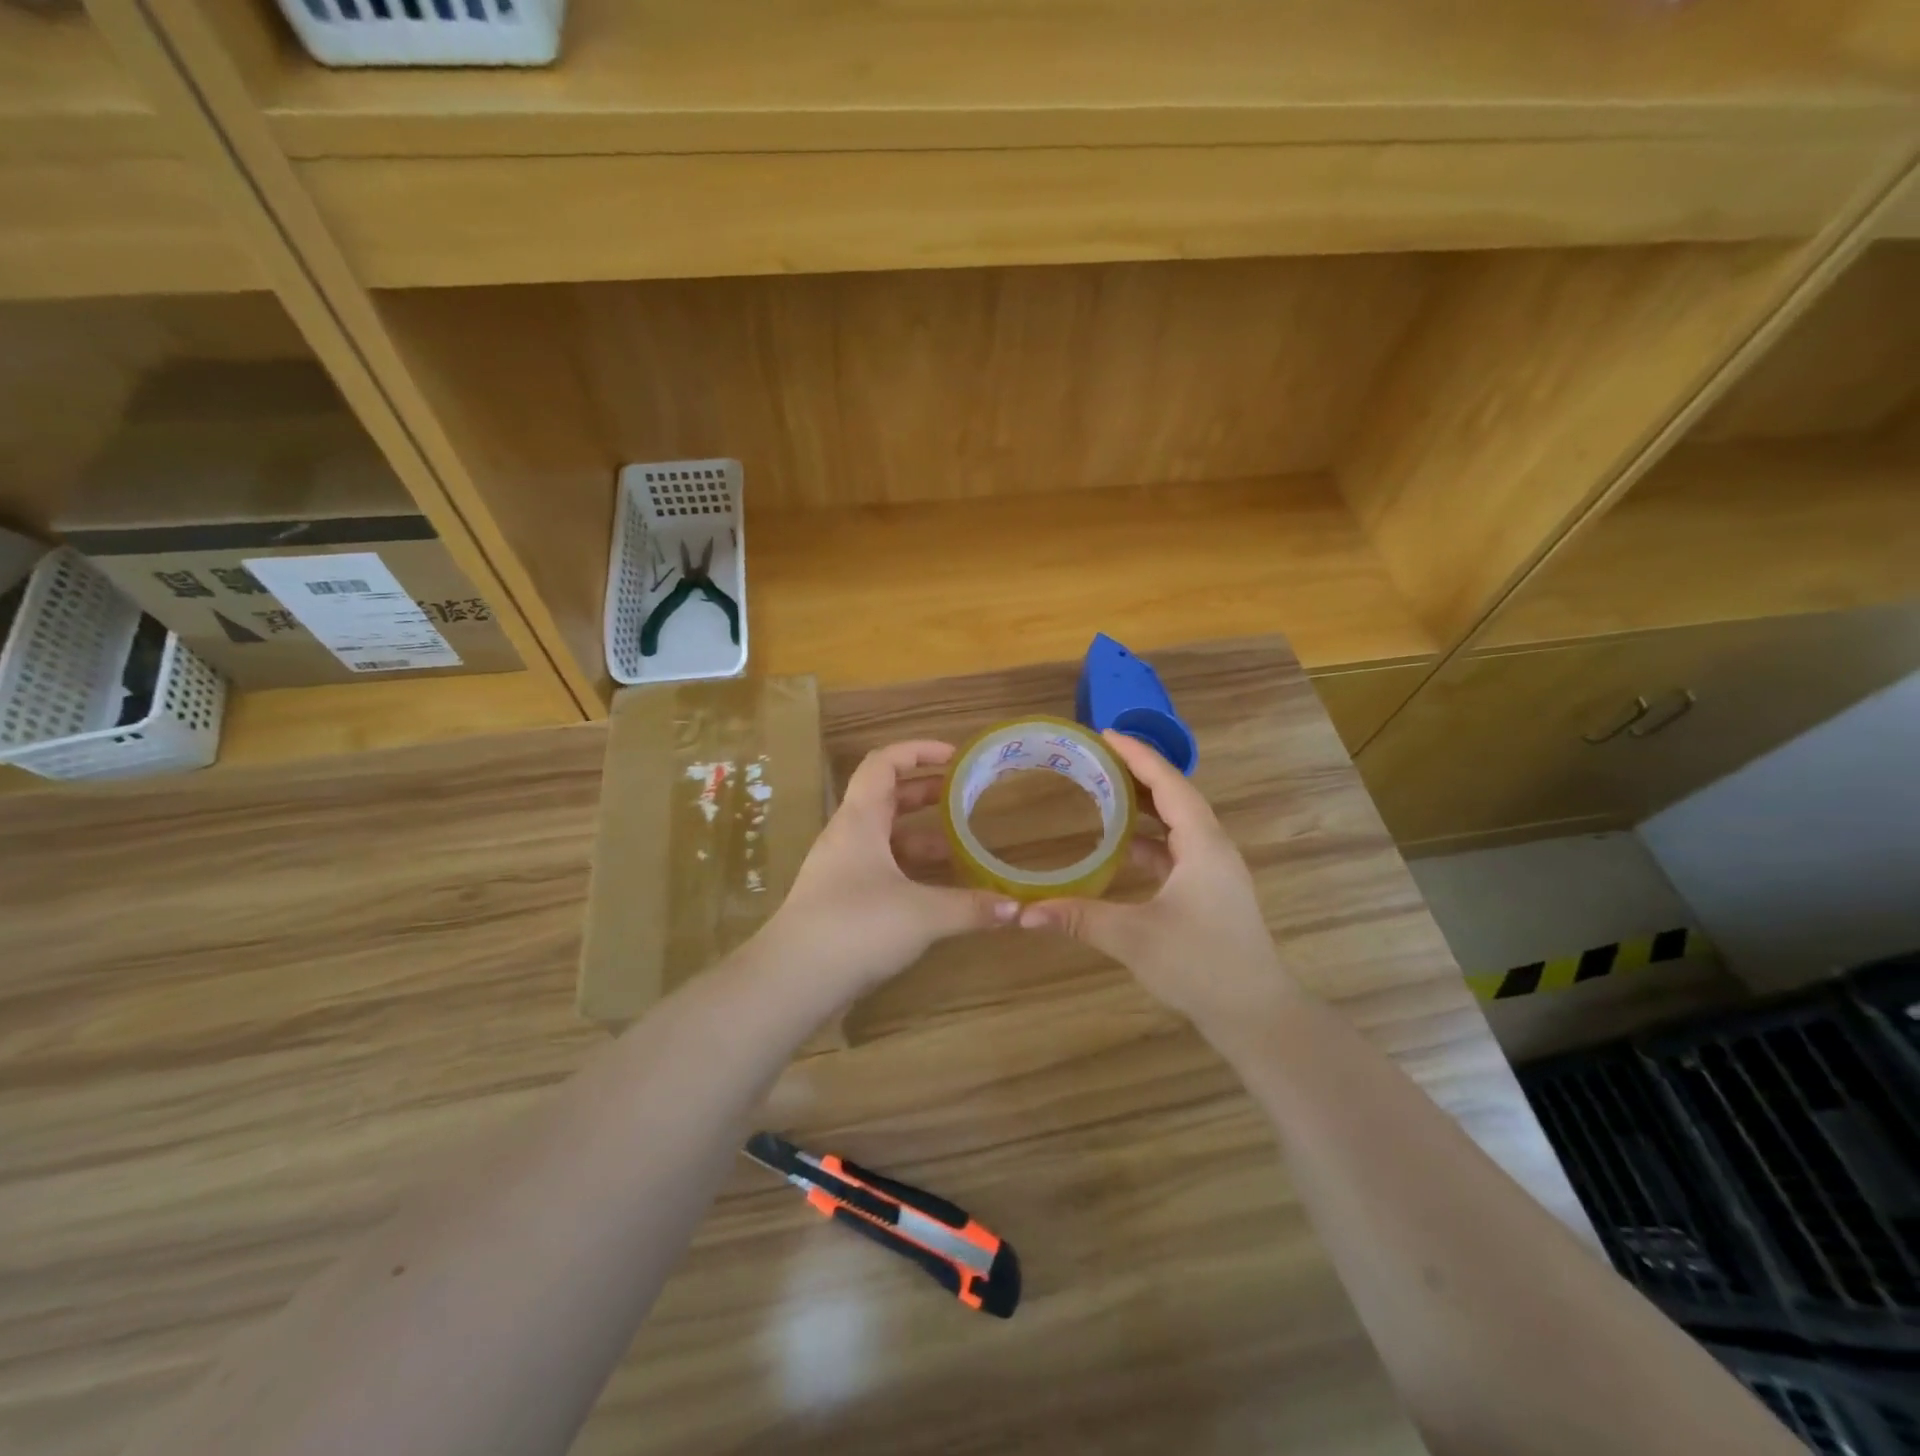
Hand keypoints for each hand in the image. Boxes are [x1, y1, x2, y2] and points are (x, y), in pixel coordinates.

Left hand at [764, 740, 1018, 1000]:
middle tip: (966, 798)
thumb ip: (971, 907)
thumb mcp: (922, 914)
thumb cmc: (856, 927)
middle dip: (927, 794)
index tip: (955, 757)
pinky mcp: (841, 900)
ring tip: (961, 849)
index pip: (884, 763)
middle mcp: (848, 836)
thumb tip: (1017, 909)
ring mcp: (841, 869)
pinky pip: (881, 870)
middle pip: (887, 798)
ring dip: (922, 837)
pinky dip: (910, 870)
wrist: (793, 980)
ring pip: (885, 838)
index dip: (918, 751)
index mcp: (860, 820)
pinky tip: (937, 891)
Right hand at [1018, 732, 1300, 1033]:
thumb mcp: (1134, 938)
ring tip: (1105, 791)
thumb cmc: (1201, 966)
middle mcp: (1213, 848)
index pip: (1169, 783)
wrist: (1256, 1015)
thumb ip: (1080, 918)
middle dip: (1138, 773)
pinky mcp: (1211, 892)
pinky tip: (1122, 847)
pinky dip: (1150, 839)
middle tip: (1097, 758)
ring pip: (1178, 823)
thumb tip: (1025, 913)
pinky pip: (1178, 849)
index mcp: (1203, 844)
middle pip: (1175, 796)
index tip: (1105, 734)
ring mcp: (1215, 872)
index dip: (1137, 755)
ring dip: (1145, 806)